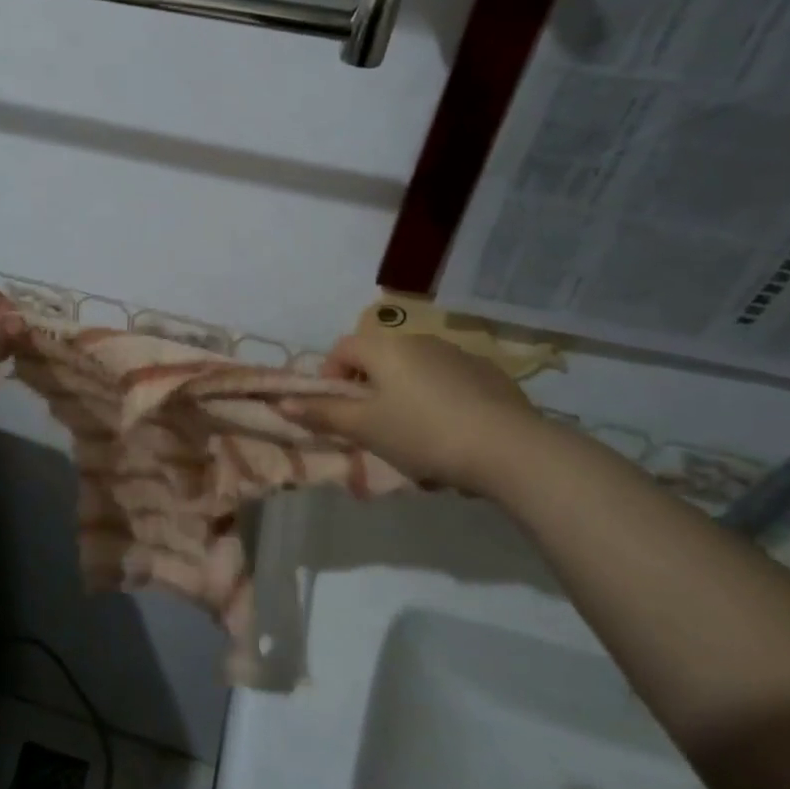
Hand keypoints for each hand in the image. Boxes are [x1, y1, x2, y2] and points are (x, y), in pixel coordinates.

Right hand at [282, 329, 543, 493]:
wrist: (509, 448)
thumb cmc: (423, 434)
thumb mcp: (365, 428)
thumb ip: (322, 413)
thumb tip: (280, 402)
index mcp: (385, 347)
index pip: (342, 347)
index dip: (330, 376)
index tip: (337, 410)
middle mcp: (419, 340)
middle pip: (379, 358)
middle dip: (369, 390)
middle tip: (373, 427)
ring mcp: (458, 354)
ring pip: (415, 371)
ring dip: (404, 395)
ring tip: (414, 436)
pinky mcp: (489, 374)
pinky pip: (448, 382)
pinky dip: (439, 400)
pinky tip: (451, 433)